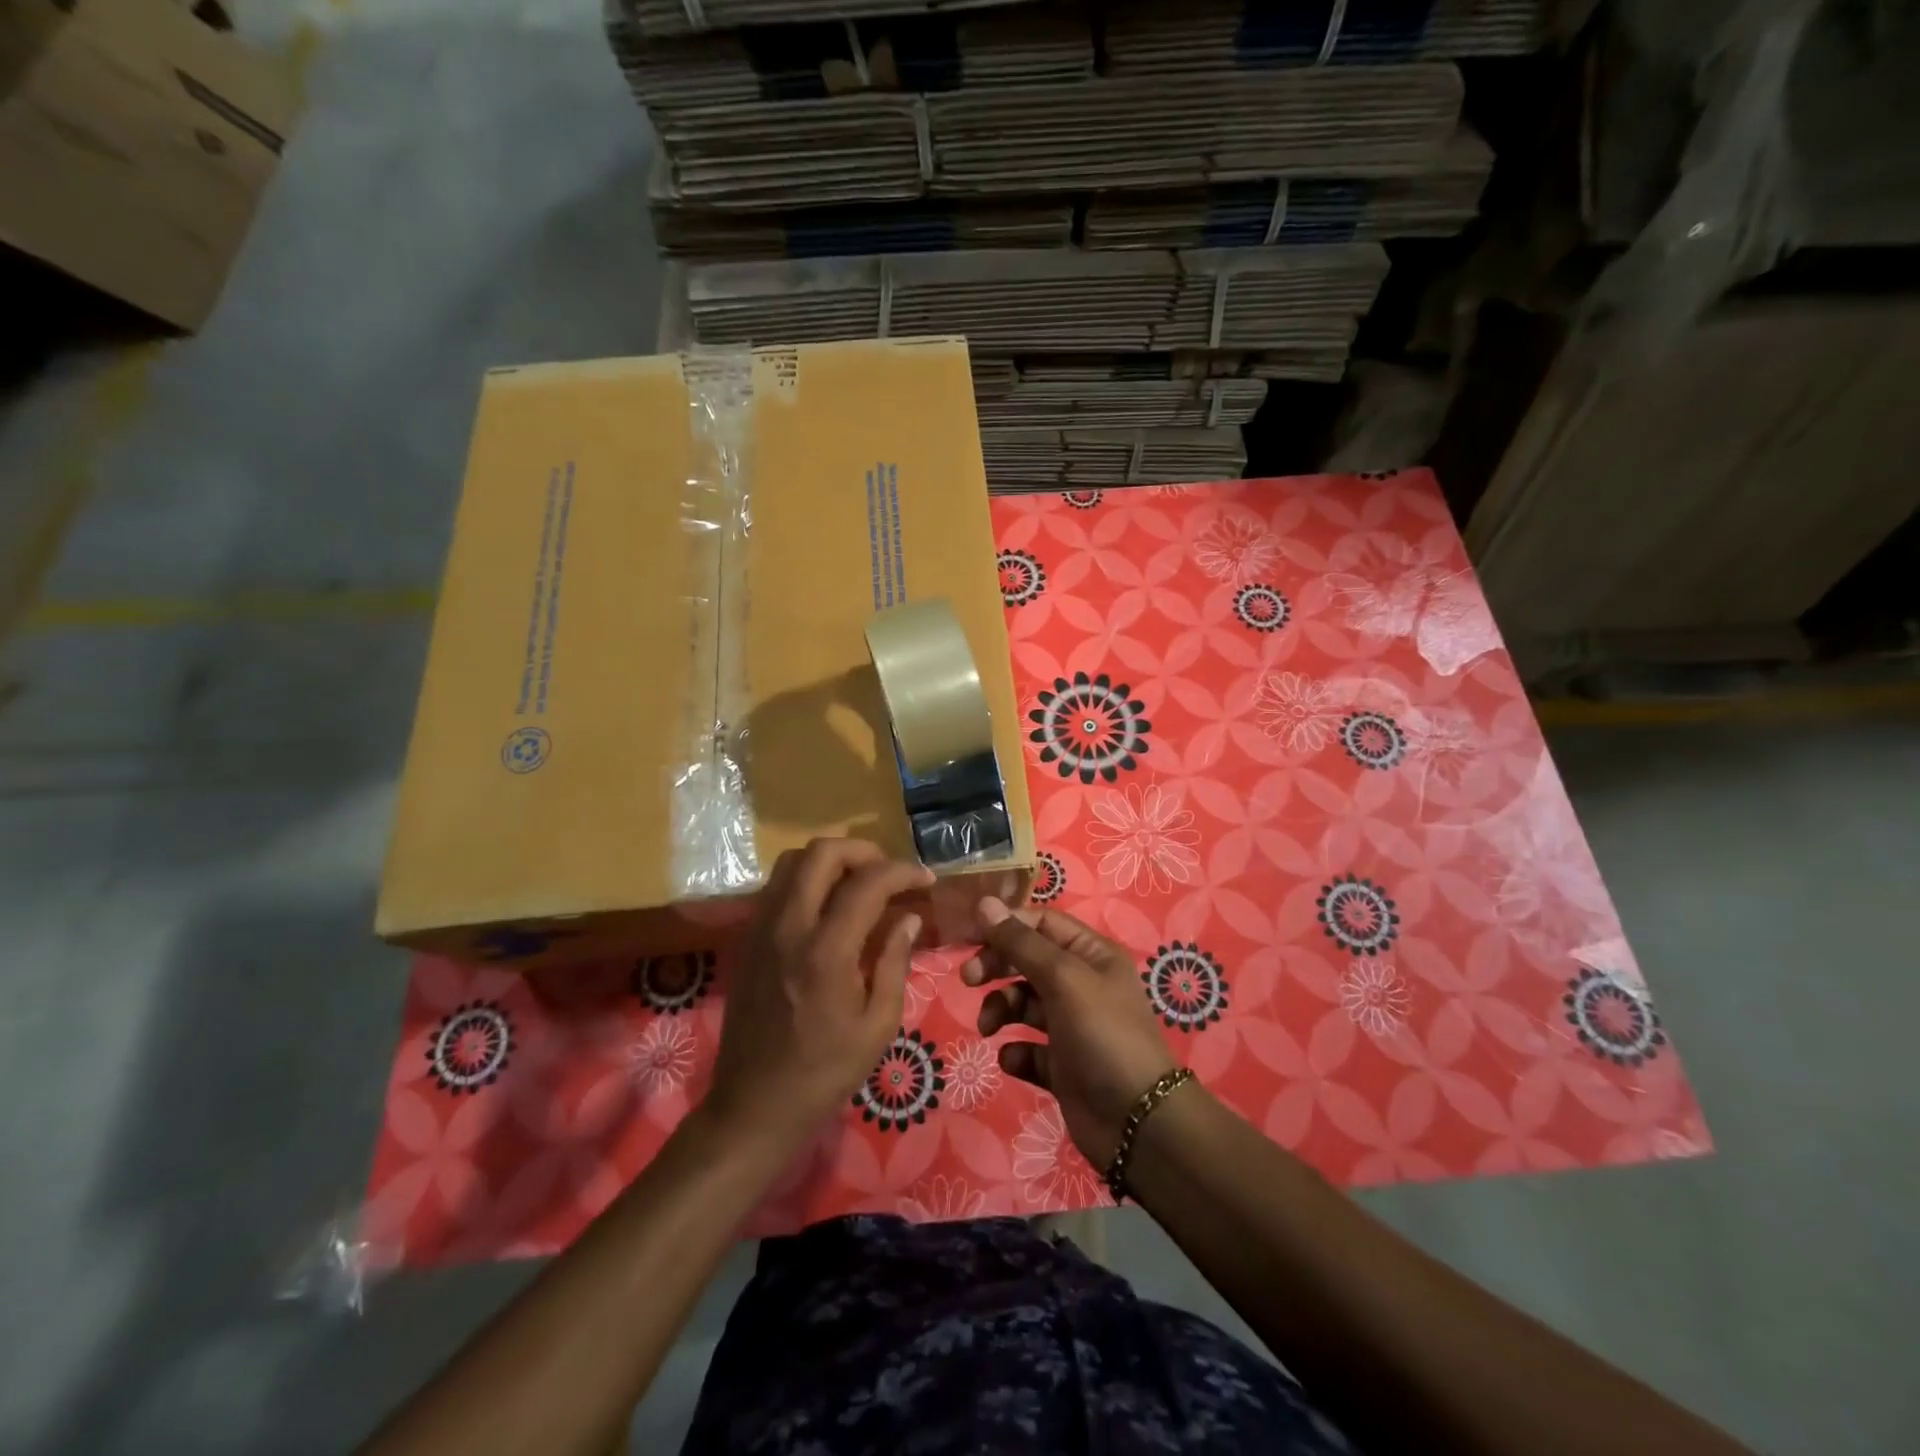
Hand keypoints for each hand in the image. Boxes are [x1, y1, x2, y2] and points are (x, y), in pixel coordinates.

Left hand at [707, 839, 931, 1144]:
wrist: (754, 1105)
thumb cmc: (825, 1073)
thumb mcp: (878, 1026)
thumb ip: (895, 962)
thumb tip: (908, 919)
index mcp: (826, 951)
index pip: (867, 883)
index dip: (903, 872)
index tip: (926, 880)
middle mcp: (788, 927)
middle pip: (822, 853)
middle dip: (864, 851)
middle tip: (890, 873)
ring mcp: (761, 929)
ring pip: (793, 861)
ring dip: (831, 860)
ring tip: (861, 882)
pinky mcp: (748, 938)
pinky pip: (778, 885)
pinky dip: (807, 878)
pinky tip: (829, 905)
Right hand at [962, 898, 1176, 1167]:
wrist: (1135, 1121)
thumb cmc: (1102, 1034)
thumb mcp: (1063, 978)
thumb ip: (1021, 942)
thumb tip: (984, 902)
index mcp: (1091, 954)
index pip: (1041, 923)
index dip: (1007, 926)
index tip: (970, 937)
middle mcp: (1082, 984)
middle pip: (1027, 961)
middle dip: (997, 966)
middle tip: (969, 979)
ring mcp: (1071, 1026)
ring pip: (1022, 1003)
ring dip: (1000, 1009)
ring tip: (989, 1028)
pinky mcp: (1061, 1065)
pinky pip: (1028, 1048)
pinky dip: (1016, 1051)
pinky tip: (1014, 1059)